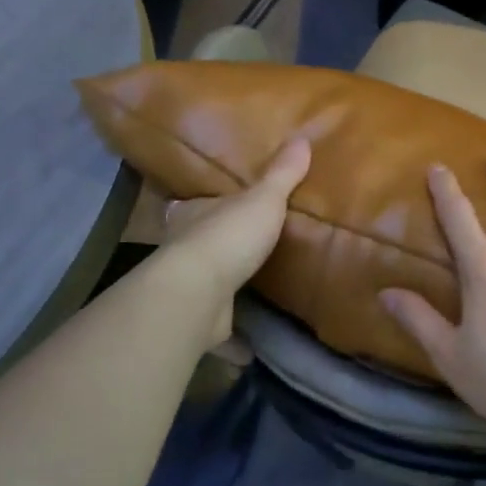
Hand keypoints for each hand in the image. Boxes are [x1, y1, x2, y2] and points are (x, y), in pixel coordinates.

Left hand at [159, 137, 310, 343]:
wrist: (198, 293)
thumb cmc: (229, 237)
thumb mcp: (264, 199)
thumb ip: (282, 175)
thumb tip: (303, 138)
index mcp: (194, 215)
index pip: (196, 205)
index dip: (209, 206)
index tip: (223, 209)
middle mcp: (183, 249)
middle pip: (198, 244)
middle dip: (216, 247)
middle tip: (243, 251)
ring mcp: (187, 288)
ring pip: (205, 285)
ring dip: (223, 289)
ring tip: (250, 293)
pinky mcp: (197, 322)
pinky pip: (218, 328)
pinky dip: (232, 339)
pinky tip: (250, 347)